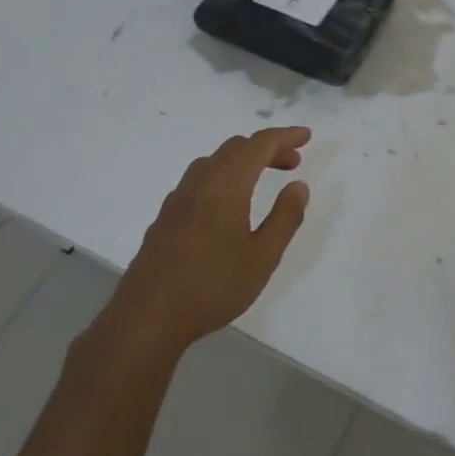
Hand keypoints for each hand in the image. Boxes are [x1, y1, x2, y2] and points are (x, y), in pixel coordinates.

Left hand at [82, 127, 311, 364]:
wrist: (147, 319)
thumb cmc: (212, 287)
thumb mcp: (263, 257)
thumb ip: (285, 218)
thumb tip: (298, 186)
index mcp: (225, 186)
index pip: (258, 145)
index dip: (284, 136)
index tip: (307, 137)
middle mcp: (199, 184)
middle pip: (235, 148)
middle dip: (266, 148)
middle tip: (292, 162)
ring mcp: (177, 200)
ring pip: (213, 162)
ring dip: (242, 160)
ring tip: (262, 178)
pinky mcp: (164, 219)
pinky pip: (198, 181)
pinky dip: (222, 176)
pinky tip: (228, 205)